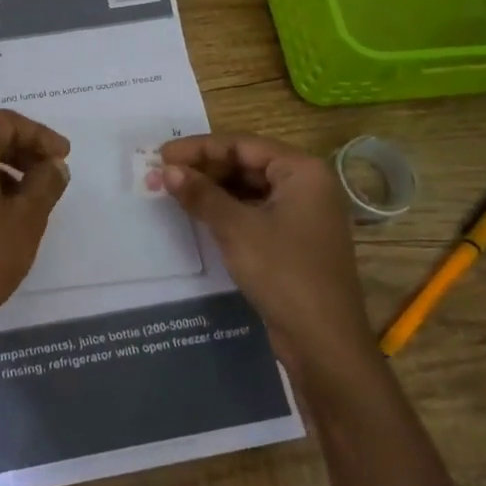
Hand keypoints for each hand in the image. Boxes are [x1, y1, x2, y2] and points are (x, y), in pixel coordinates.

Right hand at [158, 133, 373, 372]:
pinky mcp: (295, 239)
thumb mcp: (236, 229)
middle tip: (163, 174)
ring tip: (175, 191)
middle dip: (205, 168)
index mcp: (302, 171)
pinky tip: (200, 214)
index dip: (199, 148)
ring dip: (214, 189)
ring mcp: (303, 213)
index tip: (162, 155)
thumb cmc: (283, 273)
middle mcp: (307, 185)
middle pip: (247, 163)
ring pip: (250, 188)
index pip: (242, 144)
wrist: (323, 340)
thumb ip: (201, 195)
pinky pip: (256, 210)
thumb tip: (167, 170)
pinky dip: (228, 209)